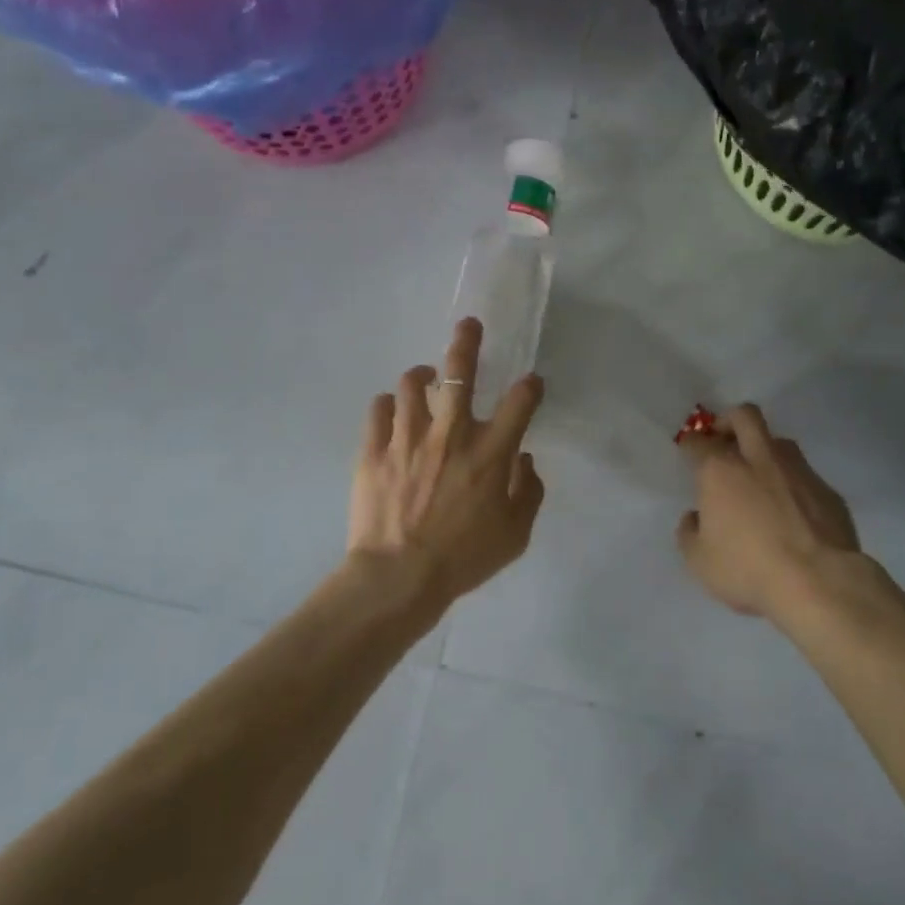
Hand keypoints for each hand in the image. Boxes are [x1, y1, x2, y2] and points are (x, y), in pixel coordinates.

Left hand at [348, 319, 545, 609]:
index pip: (521, 402)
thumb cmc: (463, 558)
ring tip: (423, 380)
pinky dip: (388, 406)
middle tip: (468, 326)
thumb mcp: (515, 536)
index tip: (531, 383)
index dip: (531, 386)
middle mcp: (451, 434)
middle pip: (459, 372)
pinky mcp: (374, 449)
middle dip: (467, 342)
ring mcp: (408, 438)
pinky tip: (393, 413)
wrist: (398, 578)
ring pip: (411, 383)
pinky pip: (378, 408)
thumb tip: (525, 460)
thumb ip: (529, 492)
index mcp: (490, 453)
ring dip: (421, 377)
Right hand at [676, 404, 865, 619]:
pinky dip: (792, 484)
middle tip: (723, 441)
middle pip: (744, 416)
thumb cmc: (749, 569)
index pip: (698, 442)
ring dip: (764, 450)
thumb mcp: (699, 561)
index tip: (689, 451)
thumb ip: (690, 533)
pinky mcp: (827, 490)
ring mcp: (798, 471)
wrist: (820, 583)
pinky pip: (804, 475)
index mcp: (720, 470)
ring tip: (759, 476)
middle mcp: (758, 459)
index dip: (690, 444)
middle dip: (729, 421)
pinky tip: (791, 511)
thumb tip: (696, 518)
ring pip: (779, 441)